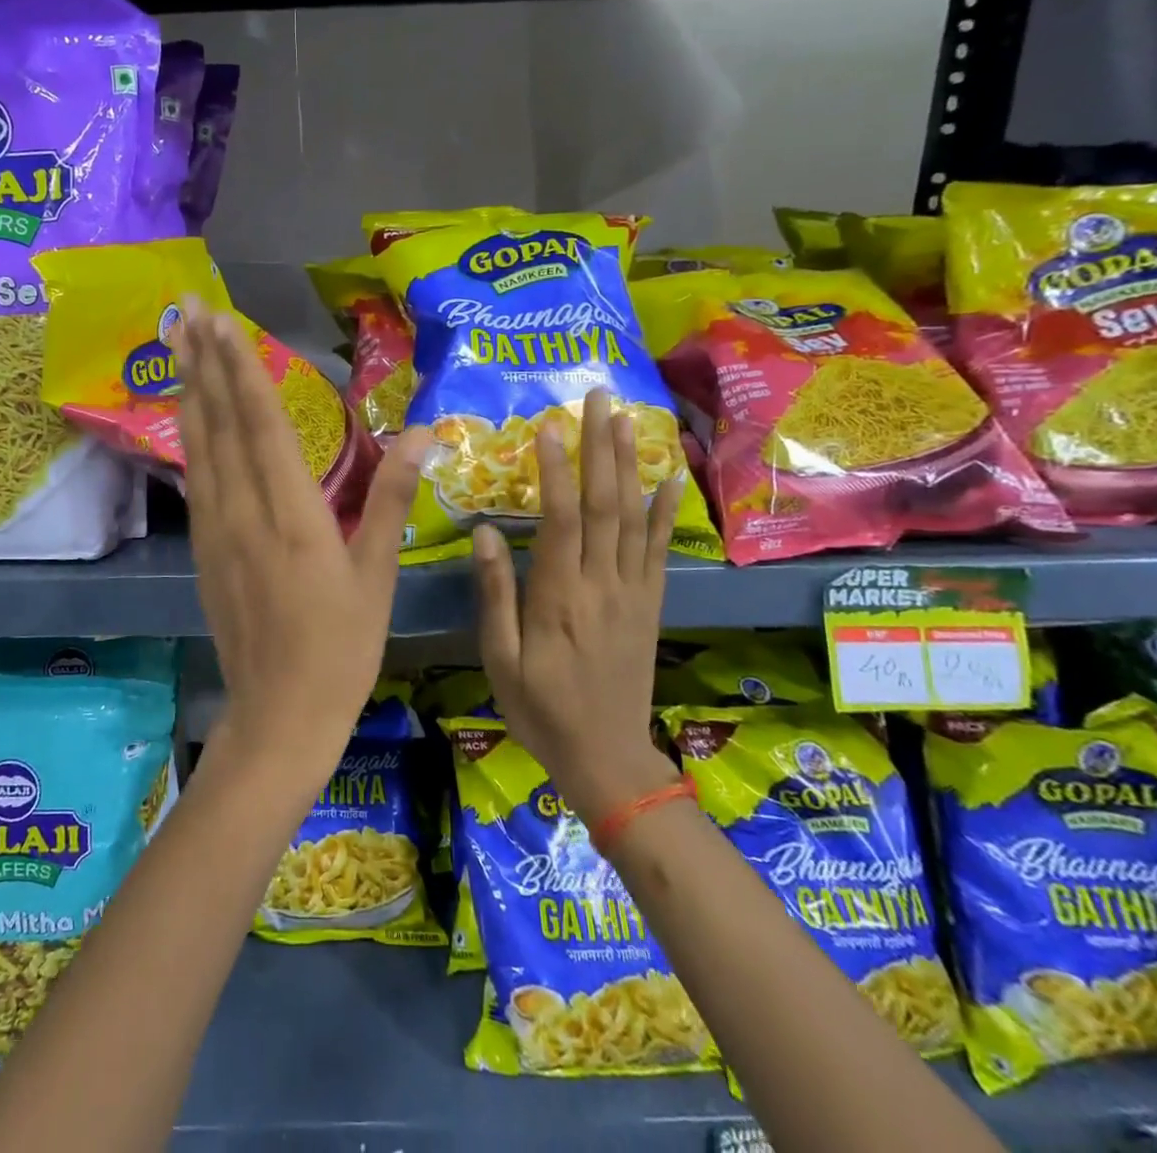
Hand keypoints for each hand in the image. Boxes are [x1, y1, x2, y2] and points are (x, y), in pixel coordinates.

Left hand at [176, 299, 429, 779]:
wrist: (280, 714)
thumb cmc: (342, 646)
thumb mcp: (377, 572)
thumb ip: (392, 496)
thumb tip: (423, 432)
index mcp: (293, 514)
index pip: (262, 424)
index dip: (242, 369)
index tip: (222, 322)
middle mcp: (244, 512)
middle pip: (219, 423)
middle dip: (203, 361)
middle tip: (185, 308)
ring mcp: (216, 530)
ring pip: (199, 446)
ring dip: (188, 390)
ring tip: (177, 344)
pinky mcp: (204, 549)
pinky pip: (195, 478)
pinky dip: (190, 436)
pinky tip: (187, 416)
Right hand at [471, 389, 684, 822]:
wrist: (607, 758)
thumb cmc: (541, 709)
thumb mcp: (500, 660)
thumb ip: (495, 595)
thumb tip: (485, 533)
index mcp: (559, 597)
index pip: (560, 519)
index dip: (556, 469)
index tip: (550, 426)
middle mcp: (602, 584)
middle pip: (604, 504)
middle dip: (600, 446)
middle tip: (598, 397)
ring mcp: (632, 591)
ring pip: (633, 516)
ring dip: (629, 463)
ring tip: (627, 418)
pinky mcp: (650, 603)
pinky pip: (661, 549)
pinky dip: (667, 510)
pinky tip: (670, 476)